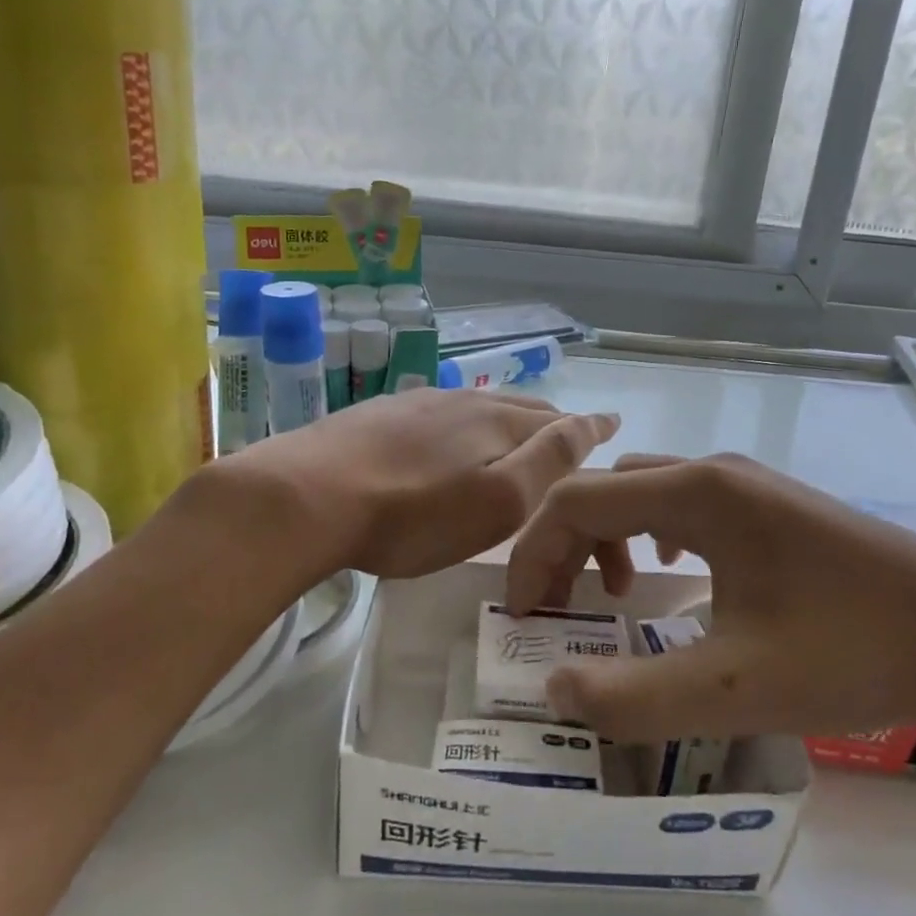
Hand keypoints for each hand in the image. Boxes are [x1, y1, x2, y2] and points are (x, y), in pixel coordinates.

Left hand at [212, 388, 619, 578]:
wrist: (304, 497)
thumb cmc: (412, 515)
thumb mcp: (497, 502)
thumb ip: (548, 461)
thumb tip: (590, 422)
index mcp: (496, 422)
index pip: (557, 420)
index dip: (587, 426)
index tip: (610, 423)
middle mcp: (461, 401)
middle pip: (518, 407)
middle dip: (549, 420)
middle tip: (568, 433)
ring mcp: (414, 404)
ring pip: (476, 407)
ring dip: (504, 419)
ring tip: (514, 432)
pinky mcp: (376, 415)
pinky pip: (436, 413)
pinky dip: (460, 424)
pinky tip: (446, 436)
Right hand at [505, 453, 915, 740]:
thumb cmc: (852, 650)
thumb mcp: (735, 688)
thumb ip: (634, 697)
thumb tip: (554, 691)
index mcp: (696, 493)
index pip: (575, 501)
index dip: (533, 555)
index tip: (527, 617)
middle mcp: (714, 471)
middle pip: (604, 490)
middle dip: (563, 546)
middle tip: (558, 611)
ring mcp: (748, 483)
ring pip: (644, 491)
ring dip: (607, 536)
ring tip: (613, 594)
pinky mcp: (773, 504)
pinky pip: (684, 502)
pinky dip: (651, 532)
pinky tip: (673, 572)